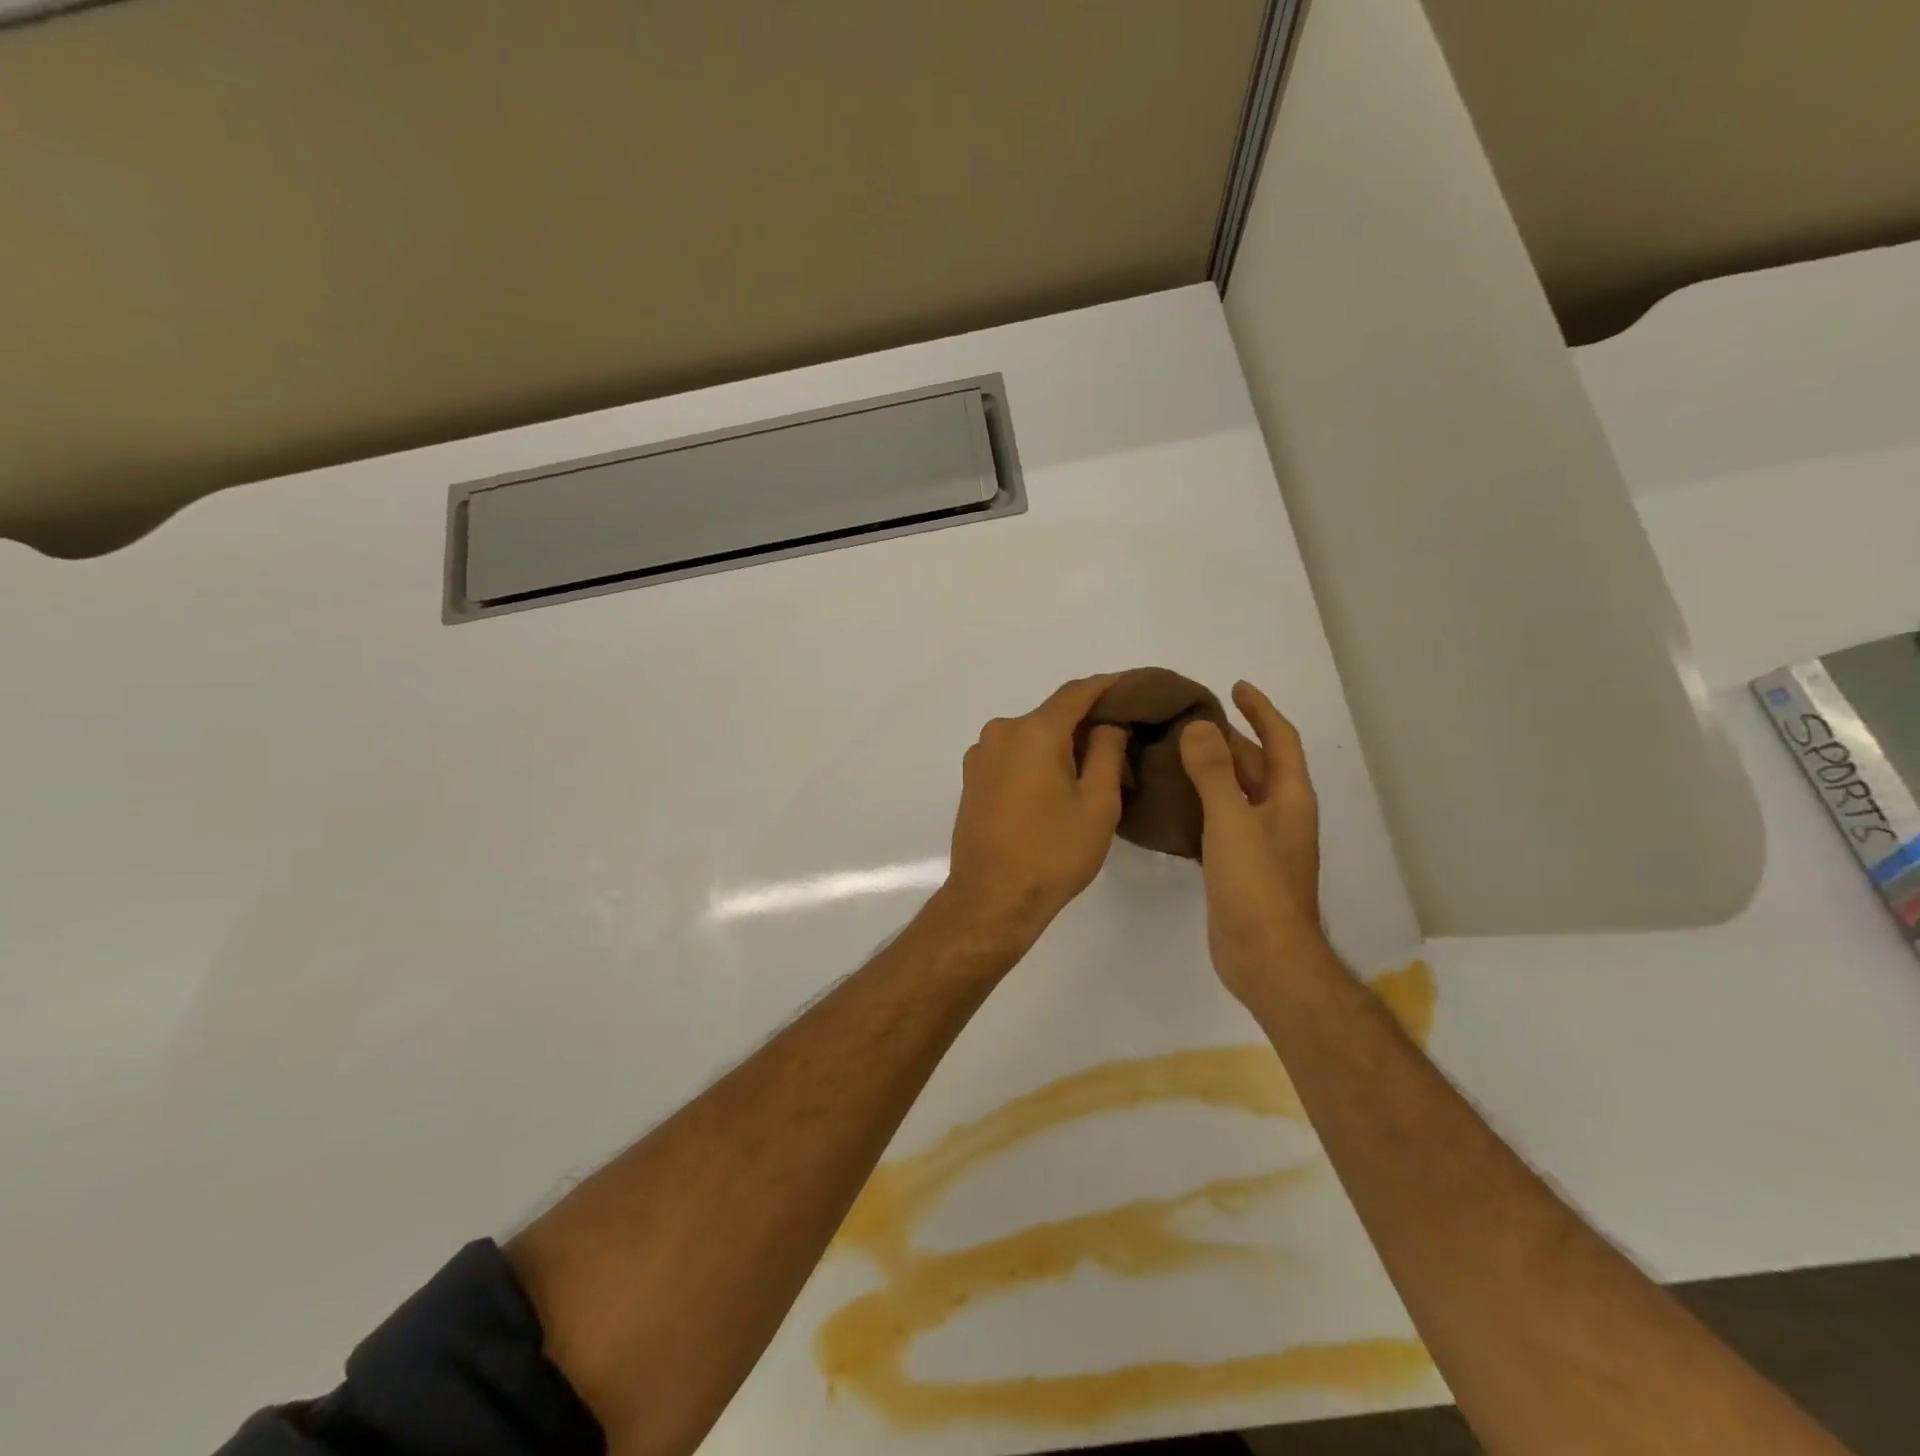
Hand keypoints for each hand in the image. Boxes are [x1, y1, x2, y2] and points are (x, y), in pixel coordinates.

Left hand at [941, 674, 1129, 940]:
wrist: (992, 899)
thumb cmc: (1052, 852)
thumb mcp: (1098, 803)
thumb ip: (1107, 751)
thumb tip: (1107, 724)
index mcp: (1033, 731)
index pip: (1077, 692)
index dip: (1109, 686)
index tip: (1136, 687)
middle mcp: (1001, 732)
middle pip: (1052, 716)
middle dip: (1088, 724)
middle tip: (1124, 743)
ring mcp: (981, 756)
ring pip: (1032, 737)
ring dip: (1062, 746)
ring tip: (1094, 771)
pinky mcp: (972, 779)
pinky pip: (1014, 756)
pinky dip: (1038, 760)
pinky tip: (1057, 786)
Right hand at [1178, 681, 1326, 999]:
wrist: (1266, 958)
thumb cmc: (1256, 885)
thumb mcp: (1232, 821)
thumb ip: (1214, 772)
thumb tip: (1198, 726)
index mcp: (1288, 798)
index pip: (1280, 740)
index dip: (1261, 710)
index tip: (1235, 686)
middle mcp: (1279, 815)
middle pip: (1255, 765)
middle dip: (1227, 738)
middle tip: (1185, 720)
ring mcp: (1259, 843)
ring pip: (1234, 794)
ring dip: (1210, 771)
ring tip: (1171, 753)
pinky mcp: (1237, 867)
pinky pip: (1218, 821)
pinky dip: (1199, 805)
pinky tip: (1170, 804)